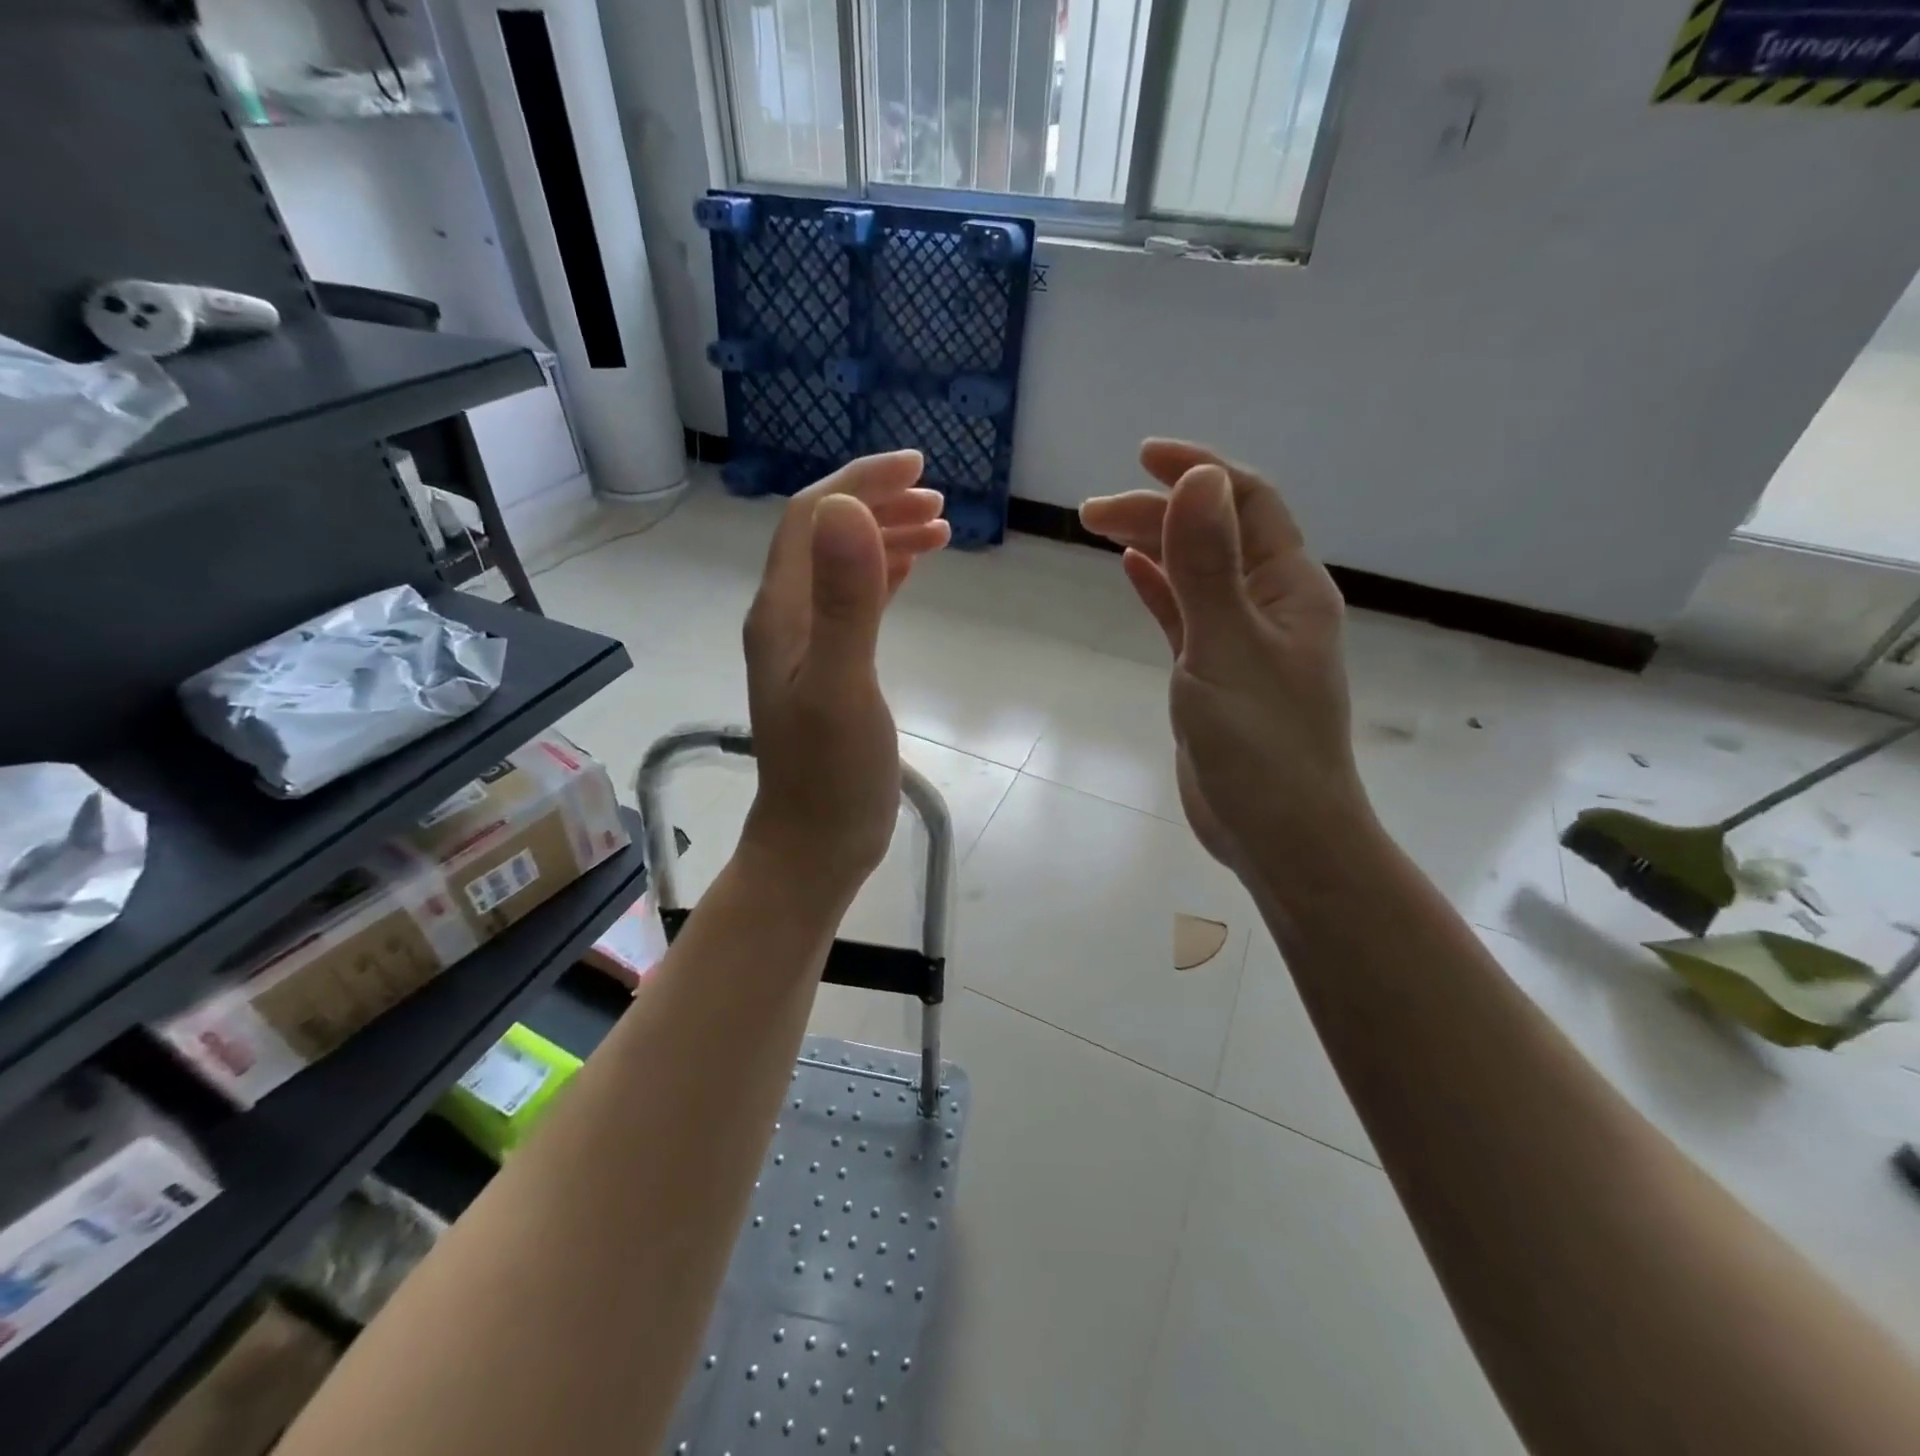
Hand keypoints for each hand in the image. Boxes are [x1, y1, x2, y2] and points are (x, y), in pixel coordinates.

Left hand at [740, 451, 948, 903]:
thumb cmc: (831, 774)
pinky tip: (912, 571)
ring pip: (842, 566)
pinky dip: (885, 575)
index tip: (918, 469)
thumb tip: (850, 507)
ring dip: (885, 537)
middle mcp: (787, 618)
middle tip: (939, 503)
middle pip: (825, 535)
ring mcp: (807, 644)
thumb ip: (847, 599)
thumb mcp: (843, 684)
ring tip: (939, 530)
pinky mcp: (830, 668)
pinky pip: (854, 601)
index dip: (860, 481)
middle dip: (878, 504)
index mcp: (782, 611)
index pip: (812, 517)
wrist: (816, 843)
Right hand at [1080, 440, 1369, 877]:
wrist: (1278, 831)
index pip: (1248, 501)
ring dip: (1155, 543)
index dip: (1199, 471)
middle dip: (1158, 511)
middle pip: (1215, 534)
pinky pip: (1187, 613)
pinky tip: (1131, 570)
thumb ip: (1209, 565)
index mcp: (1289, 587)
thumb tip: (1197, 480)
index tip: (1143, 457)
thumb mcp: (1226, 646)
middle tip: (1089, 513)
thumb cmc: (1259, 742)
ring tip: (1100, 528)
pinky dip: (1160, 587)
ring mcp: (1243, 640)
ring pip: (1197, 572)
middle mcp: (1271, 604)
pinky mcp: (1216, 673)